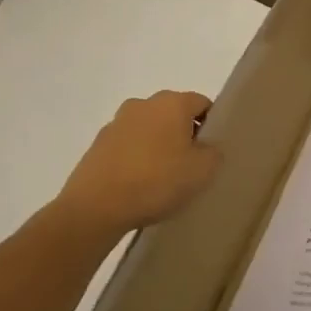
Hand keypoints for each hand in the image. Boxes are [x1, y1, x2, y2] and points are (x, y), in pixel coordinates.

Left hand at [51, 91, 219, 240]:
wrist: (96, 207)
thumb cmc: (157, 181)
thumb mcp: (203, 170)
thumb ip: (214, 152)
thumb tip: (206, 147)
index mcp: (172, 103)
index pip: (202, 103)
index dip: (211, 124)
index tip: (212, 150)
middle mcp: (143, 104)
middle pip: (174, 113)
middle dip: (184, 134)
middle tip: (191, 164)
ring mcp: (116, 123)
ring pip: (150, 129)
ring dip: (159, 145)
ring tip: (163, 177)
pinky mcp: (97, 145)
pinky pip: (129, 145)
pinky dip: (137, 157)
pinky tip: (140, 184)